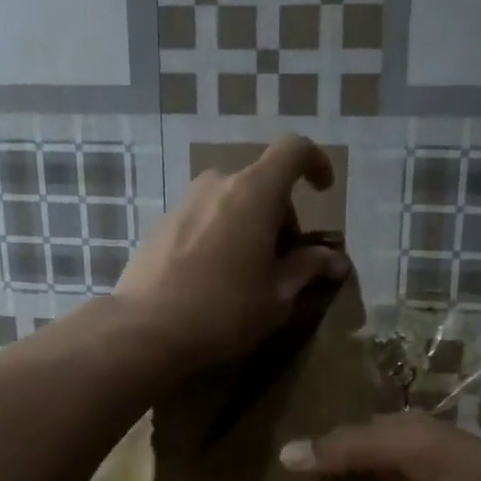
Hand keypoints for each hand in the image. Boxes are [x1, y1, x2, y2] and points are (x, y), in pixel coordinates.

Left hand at [115, 134, 348, 371]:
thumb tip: (335, 260)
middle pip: (262, 184)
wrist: (146, 329)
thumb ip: (308, 268)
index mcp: (254, 193)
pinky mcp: (163, 223)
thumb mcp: (278, 296)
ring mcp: (185, 201)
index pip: (293, 151)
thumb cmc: (225, 311)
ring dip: (250, 225)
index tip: (323, 191)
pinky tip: (215, 277)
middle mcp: (218, 184)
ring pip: (232, 201)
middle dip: (281, 216)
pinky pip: (206, 217)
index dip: (315, 163)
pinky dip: (222, 234)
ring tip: (248, 272)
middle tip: (284, 262)